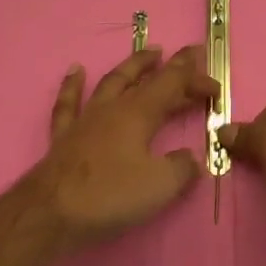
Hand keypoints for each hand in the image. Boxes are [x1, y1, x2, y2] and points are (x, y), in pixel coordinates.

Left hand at [25, 46, 219, 256]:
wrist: (50, 212)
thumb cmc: (109, 195)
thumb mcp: (160, 186)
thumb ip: (181, 168)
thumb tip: (190, 159)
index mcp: (138, 113)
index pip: (172, 85)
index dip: (195, 80)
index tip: (215, 86)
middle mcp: (113, 108)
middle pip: (145, 78)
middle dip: (169, 66)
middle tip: (188, 55)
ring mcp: (86, 119)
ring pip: (111, 82)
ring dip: (132, 66)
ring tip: (148, 52)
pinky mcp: (65, 136)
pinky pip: (69, 102)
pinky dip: (73, 85)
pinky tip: (76, 71)